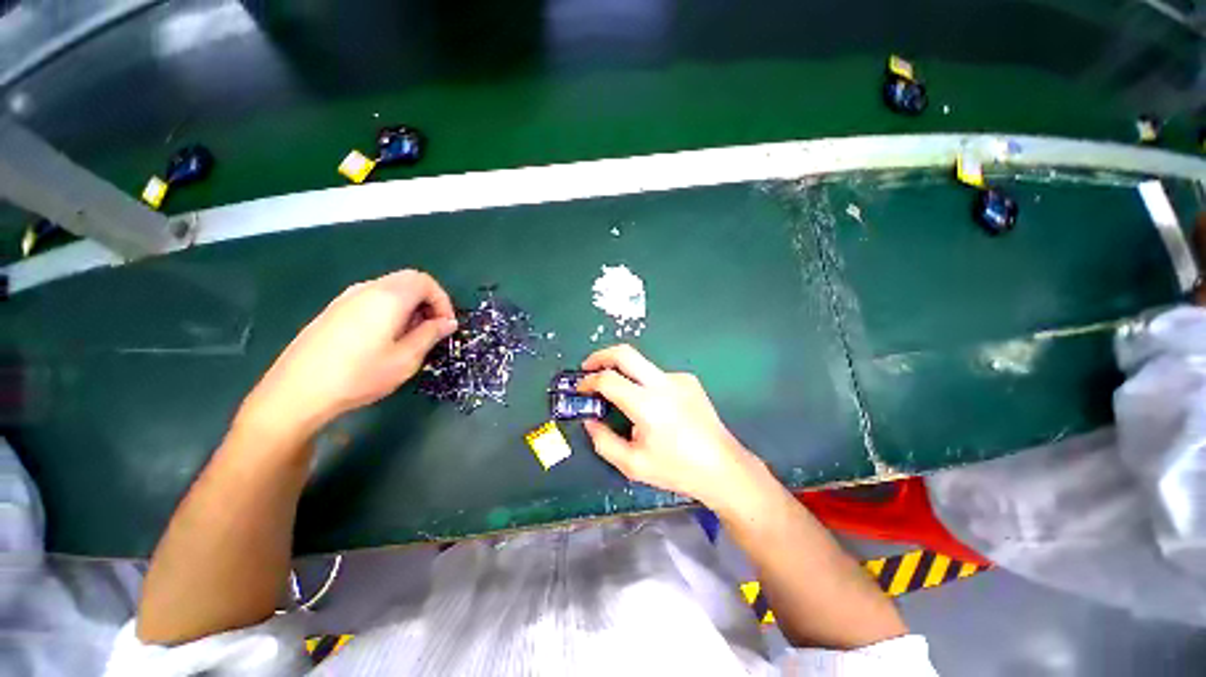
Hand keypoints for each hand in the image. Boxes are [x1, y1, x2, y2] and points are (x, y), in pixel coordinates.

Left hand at [237, 270, 456, 444]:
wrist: (296, 392)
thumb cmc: (359, 375)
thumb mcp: (406, 359)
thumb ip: (431, 335)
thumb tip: (448, 322)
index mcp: (389, 297)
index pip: (425, 282)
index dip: (443, 301)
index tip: (446, 326)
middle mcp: (367, 289)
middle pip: (408, 280)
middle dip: (428, 301)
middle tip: (431, 329)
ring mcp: (346, 298)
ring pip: (389, 288)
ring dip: (409, 305)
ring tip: (410, 336)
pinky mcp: (333, 310)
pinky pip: (372, 298)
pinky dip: (389, 309)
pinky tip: (383, 338)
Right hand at [578, 345, 762, 510]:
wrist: (723, 467)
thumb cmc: (676, 469)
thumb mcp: (632, 465)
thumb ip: (603, 441)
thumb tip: (590, 420)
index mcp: (647, 405)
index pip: (608, 379)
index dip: (588, 381)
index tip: (580, 389)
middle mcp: (663, 383)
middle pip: (624, 352)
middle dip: (600, 356)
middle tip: (588, 368)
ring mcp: (678, 378)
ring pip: (641, 365)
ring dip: (625, 375)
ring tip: (623, 400)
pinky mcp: (689, 380)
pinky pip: (658, 376)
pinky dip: (646, 385)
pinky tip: (654, 408)